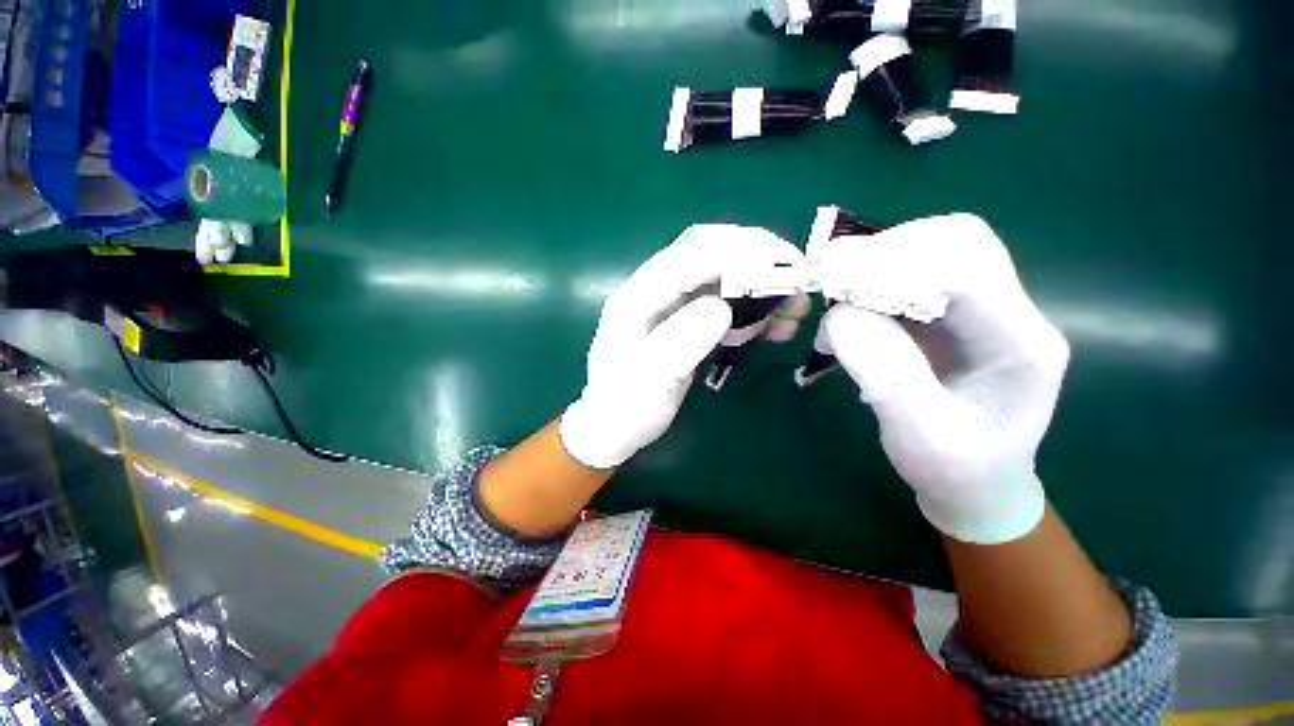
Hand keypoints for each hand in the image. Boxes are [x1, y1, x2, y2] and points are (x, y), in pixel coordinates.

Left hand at [560, 224, 806, 468]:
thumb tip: (722, 307)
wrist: (614, 426)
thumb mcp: (649, 380)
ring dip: (761, 288)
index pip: (691, 252)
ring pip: (723, 280)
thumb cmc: (625, 406)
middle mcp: (657, 291)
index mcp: (640, 295)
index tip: (785, 263)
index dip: (739, 248)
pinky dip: (753, 312)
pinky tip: (773, 328)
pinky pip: (725, 306)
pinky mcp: (687, 324)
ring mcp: (673, 306)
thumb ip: (680, 341)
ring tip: (793, 311)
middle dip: (757, 260)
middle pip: (710, 255)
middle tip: (798, 282)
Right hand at [817, 214, 1069, 543]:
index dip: (896, 265)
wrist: (976, 482)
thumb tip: (841, 316)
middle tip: (832, 282)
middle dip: (887, 252)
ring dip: (876, 263)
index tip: (834, 281)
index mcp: (1021, 346)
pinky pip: (912, 272)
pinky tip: (848, 311)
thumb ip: (889, 378)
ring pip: (932, 248)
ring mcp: (982, 307)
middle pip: (957, 241)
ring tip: (837, 300)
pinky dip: (872, 280)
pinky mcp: (953, 311)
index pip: (968, 270)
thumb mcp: (920, 439)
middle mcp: (1010, 312)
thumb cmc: (954, 470)